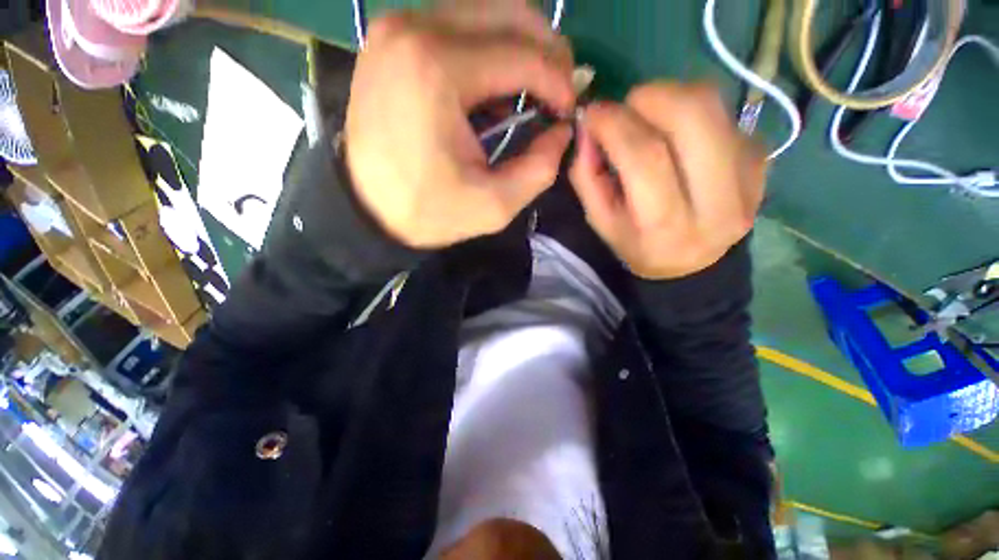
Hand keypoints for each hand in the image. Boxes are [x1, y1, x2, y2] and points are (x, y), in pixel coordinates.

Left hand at [345, 4, 575, 248]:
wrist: (367, 209)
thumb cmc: (427, 211)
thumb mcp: (493, 205)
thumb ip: (540, 168)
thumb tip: (563, 130)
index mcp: (437, 69)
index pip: (522, 54)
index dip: (558, 81)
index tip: (568, 112)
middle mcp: (413, 28)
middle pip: (508, 11)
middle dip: (547, 50)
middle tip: (559, 90)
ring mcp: (397, 27)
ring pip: (484, 9)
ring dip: (519, 44)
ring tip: (532, 86)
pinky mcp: (391, 37)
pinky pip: (457, 22)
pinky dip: (488, 46)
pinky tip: (494, 84)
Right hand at [570, 83, 765, 279]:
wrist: (692, 264)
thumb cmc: (637, 243)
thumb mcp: (600, 221)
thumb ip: (586, 177)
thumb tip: (588, 128)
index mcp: (666, 226)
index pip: (646, 159)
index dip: (615, 125)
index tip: (592, 113)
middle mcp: (716, 202)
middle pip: (693, 117)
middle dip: (651, 96)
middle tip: (627, 105)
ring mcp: (750, 177)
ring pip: (714, 105)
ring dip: (672, 97)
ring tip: (650, 117)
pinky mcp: (762, 161)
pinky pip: (725, 113)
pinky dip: (692, 112)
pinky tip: (678, 136)